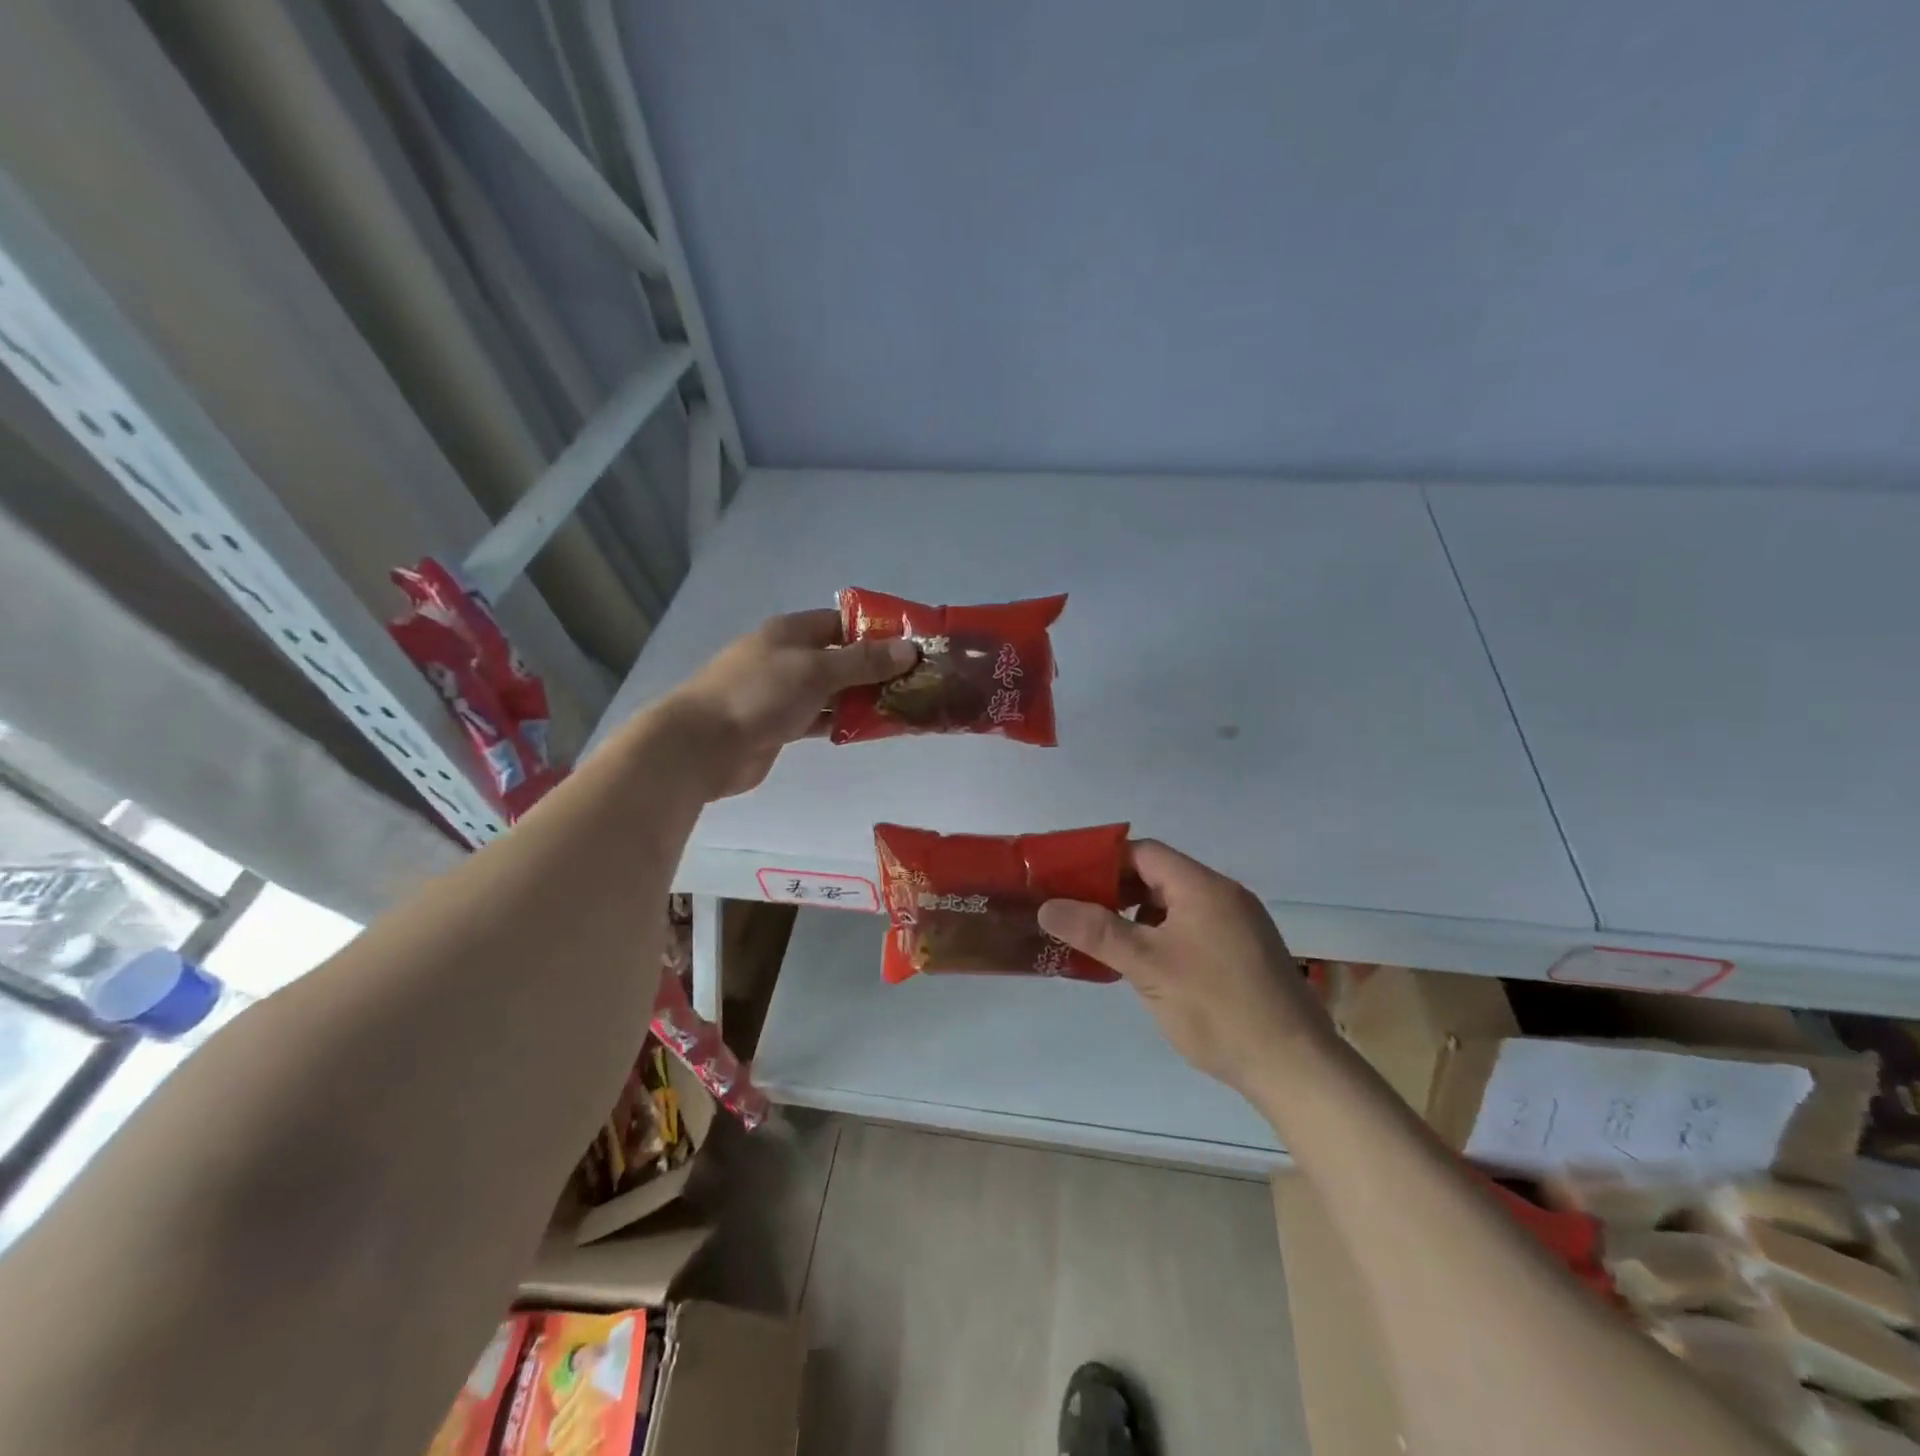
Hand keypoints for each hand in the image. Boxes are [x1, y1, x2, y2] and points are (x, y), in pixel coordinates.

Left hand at [664, 609, 916, 797]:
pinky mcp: (781, 725)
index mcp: (791, 632)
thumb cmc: (759, 694)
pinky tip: (872, 729)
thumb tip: (910, 649)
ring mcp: (783, 693)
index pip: (841, 622)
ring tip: (905, 706)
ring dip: (863, 698)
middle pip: (840, 657)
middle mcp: (788, 658)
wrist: (704, 746)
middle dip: (876, 668)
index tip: (912, 645)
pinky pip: (822, 718)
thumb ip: (863, 661)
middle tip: (917, 681)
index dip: (876, 630)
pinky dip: (844, 722)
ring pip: (833, 691)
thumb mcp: (816, 670)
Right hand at [1037, 841, 1330, 1098]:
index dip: (1103, 861)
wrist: (1296, 1067)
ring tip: (1106, 942)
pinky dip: (1163, 935)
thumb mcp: (1148, 967)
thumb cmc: (1217, 1007)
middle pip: (1160, 876)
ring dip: (1139, 916)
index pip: (1144, 852)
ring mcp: (1239, 924)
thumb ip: (1097, 931)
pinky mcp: (1246, 953)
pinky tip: (1146, 966)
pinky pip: (1193, 927)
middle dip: (1117, 890)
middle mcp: (1224, 895)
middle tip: (1079, 913)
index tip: (1068, 880)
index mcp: (1202, 887)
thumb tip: (1048, 905)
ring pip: (1176, 905)